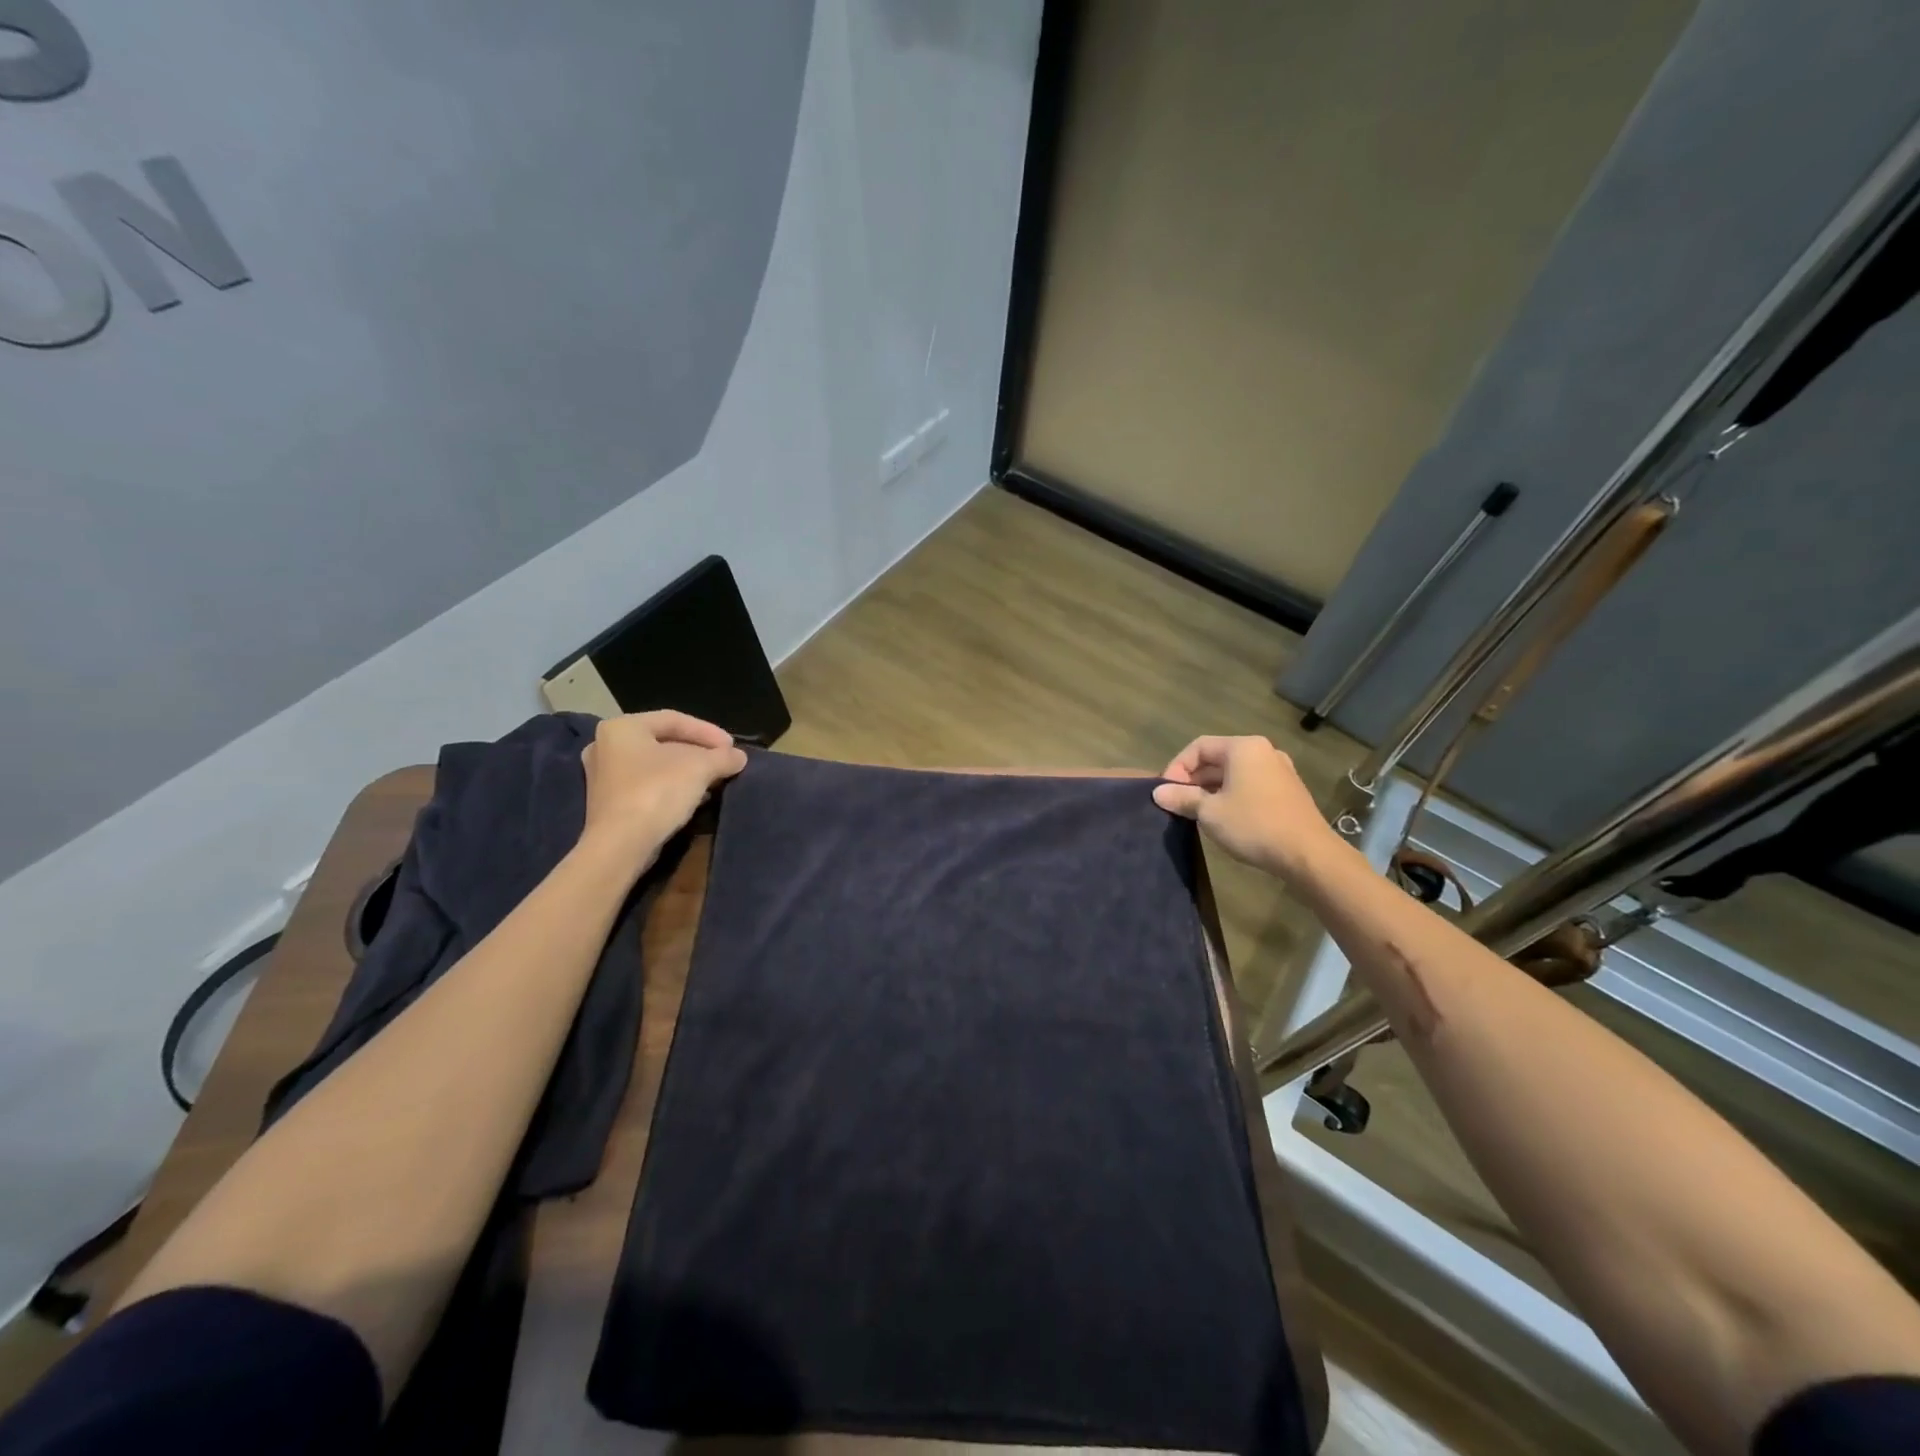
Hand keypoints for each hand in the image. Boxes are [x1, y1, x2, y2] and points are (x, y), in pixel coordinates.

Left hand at [579, 711, 746, 864]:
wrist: (621, 845)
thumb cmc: (657, 792)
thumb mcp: (700, 767)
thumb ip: (723, 757)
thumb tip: (738, 757)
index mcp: (622, 727)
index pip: (674, 719)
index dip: (708, 731)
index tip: (732, 747)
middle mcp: (605, 746)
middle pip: (664, 742)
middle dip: (698, 751)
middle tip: (724, 761)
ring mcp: (604, 776)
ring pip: (656, 765)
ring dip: (688, 770)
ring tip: (715, 779)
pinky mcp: (609, 803)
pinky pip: (647, 785)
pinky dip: (672, 786)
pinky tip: (695, 797)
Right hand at [1151, 735, 1335, 877]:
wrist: (1308, 854)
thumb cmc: (1254, 825)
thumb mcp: (1210, 812)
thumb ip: (1183, 798)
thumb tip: (1158, 793)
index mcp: (1243, 748)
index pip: (1199, 747)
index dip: (1177, 767)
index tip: (1166, 791)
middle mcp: (1263, 751)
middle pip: (1217, 758)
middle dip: (1193, 779)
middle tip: (1177, 803)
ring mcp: (1279, 771)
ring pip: (1234, 773)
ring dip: (1210, 789)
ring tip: (1196, 812)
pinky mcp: (1288, 791)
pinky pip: (1250, 784)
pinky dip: (1231, 795)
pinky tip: (1223, 818)